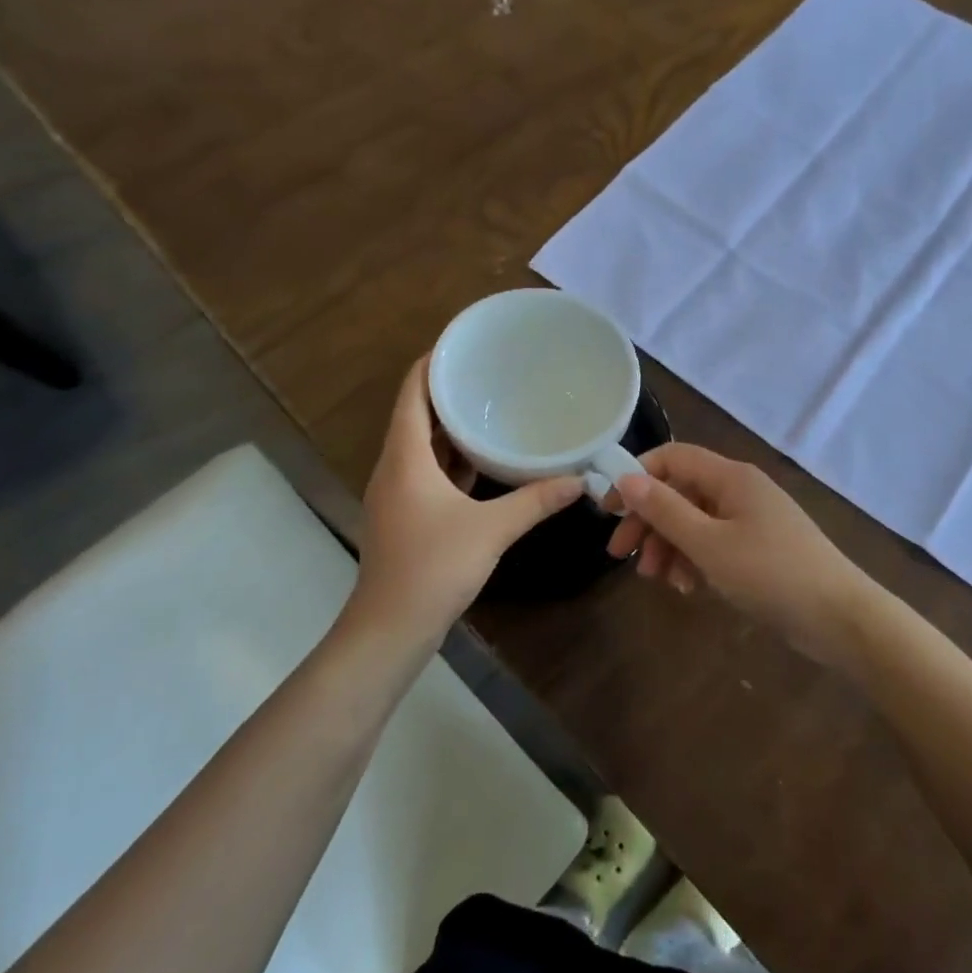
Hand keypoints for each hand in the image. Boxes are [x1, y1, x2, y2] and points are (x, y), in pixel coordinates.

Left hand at [355, 358, 580, 638]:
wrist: (391, 629)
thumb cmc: (433, 567)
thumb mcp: (492, 529)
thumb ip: (536, 500)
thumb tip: (580, 480)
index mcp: (405, 457)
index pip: (412, 392)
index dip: (432, 363)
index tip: (463, 344)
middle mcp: (395, 467)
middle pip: (416, 414)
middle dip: (448, 392)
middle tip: (489, 372)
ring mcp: (398, 494)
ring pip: (422, 445)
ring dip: (450, 427)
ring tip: (490, 407)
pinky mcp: (407, 516)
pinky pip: (427, 471)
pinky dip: (451, 459)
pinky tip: (483, 460)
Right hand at [605, 443, 880, 665]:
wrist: (839, 617)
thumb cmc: (770, 573)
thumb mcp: (709, 543)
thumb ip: (665, 510)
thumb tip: (625, 477)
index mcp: (730, 477)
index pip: (673, 458)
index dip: (637, 477)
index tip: (609, 510)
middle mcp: (740, 490)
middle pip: (680, 492)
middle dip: (649, 521)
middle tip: (621, 557)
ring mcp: (751, 519)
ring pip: (695, 521)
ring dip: (669, 546)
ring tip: (657, 579)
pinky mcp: (759, 548)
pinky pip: (714, 543)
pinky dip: (694, 559)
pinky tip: (687, 587)